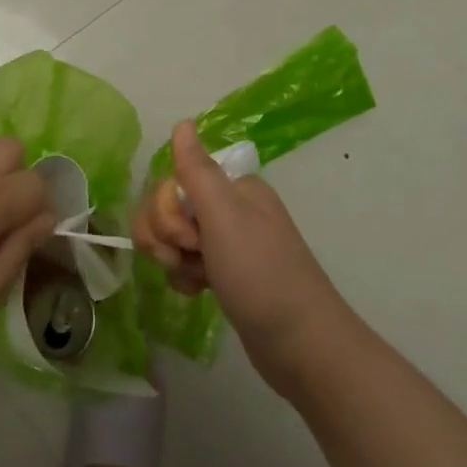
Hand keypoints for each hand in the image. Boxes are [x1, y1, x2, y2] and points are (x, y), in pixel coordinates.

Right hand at [131, 121, 349, 389]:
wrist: (300, 344)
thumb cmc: (260, 274)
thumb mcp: (224, 216)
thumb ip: (196, 169)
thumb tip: (182, 122)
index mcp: (233, 187)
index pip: (171, 182)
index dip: (166, 210)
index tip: (189, 237)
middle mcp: (230, 208)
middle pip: (168, 208)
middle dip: (166, 236)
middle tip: (192, 258)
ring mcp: (227, 243)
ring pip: (173, 238)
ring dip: (173, 259)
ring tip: (195, 279)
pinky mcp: (225, 274)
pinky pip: (185, 263)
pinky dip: (184, 277)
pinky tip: (197, 292)